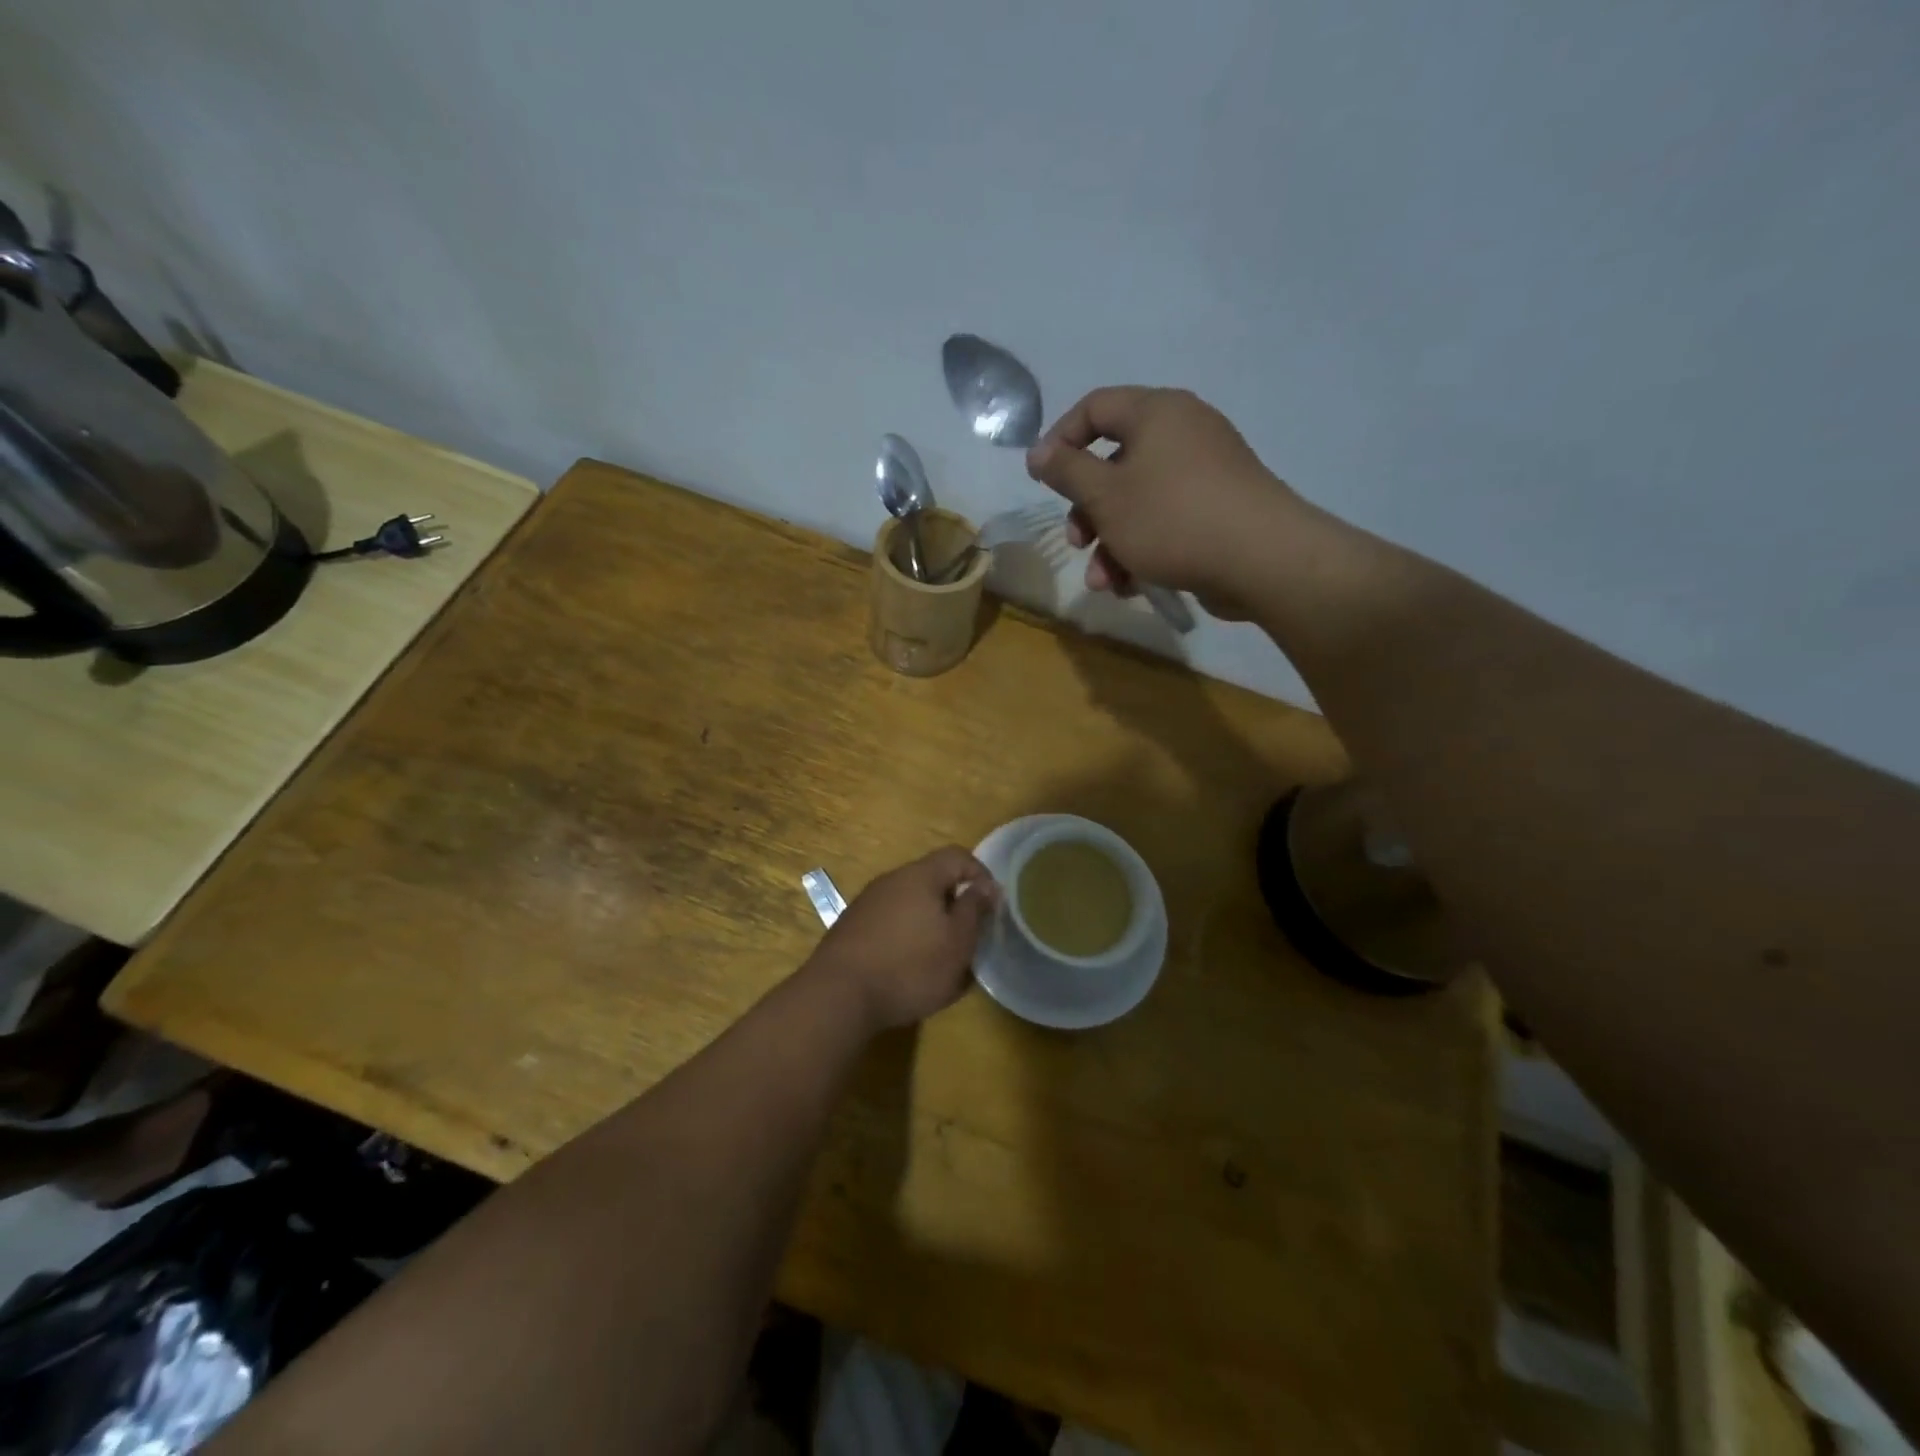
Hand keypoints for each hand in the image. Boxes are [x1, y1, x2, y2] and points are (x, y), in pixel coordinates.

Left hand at [807, 848, 999, 1031]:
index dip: (981, 874)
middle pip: (932, 879)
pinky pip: (890, 922)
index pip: (957, 856)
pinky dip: (906, 936)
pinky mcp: (851, 928)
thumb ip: (974, 909)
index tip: (992, 905)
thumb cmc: (910, 967)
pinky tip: (907, 966)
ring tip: (940, 955)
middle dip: (954, 903)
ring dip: (929, 922)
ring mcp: (867, 903)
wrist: (838, 995)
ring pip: (910, 902)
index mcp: (920, 876)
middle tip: (968, 935)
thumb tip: (986, 886)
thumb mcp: (957, 942)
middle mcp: (891, 880)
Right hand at [1024, 387, 1304, 619]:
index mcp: (1156, 413)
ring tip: (1104, 581)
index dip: (1060, 439)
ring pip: (1137, 502)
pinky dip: (1142, 549)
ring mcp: (1204, 473)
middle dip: (1087, 510)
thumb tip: (1039, 453)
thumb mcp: (1106, 496)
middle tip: (1076, 542)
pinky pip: (1165, 521)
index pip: (1095, 407)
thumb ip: (1066, 471)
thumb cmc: (1172, 518)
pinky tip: (1131, 585)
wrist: (1262, 559)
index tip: (1041, 479)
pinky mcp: (1217, 510)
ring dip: (1110, 542)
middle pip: (1114, 463)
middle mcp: (1183, 433)